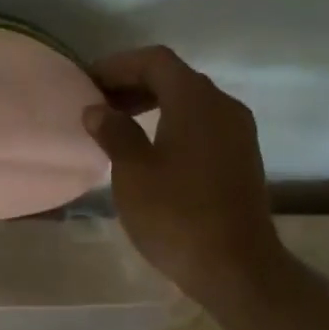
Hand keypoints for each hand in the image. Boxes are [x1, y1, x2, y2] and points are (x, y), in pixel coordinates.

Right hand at [82, 46, 291, 307]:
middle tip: (97, 103)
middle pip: (174, 77)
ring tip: (116, 124)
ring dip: (151, 103)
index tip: (88, 84)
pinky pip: (201, 122)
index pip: (155, 61)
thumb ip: (114, 132)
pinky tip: (148, 147)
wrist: (237, 268)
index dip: (117, 65)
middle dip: (132, 83)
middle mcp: (223, 106)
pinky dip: (171, 121)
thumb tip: (98, 110)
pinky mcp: (240, 157)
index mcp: (197, 101)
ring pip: (189, 100)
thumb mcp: (133, 172)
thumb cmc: (177, 215)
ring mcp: (237, 132)